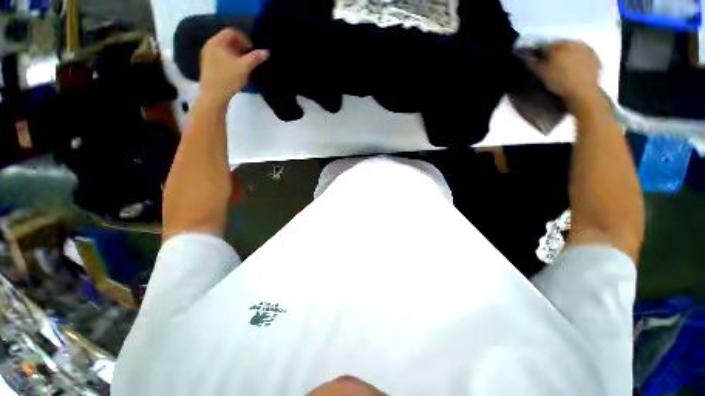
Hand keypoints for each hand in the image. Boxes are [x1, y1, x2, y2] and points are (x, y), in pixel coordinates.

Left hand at [198, 28, 268, 106]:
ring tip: (246, 66)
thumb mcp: (244, 68)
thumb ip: (255, 58)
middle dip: (241, 47)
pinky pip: (221, 57)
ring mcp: (208, 55)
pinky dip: (231, 60)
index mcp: (217, 42)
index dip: (245, 39)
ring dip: (237, 55)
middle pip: (228, 40)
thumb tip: (266, 52)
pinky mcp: (209, 65)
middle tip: (251, 58)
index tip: (253, 51)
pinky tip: (237, 71)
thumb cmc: (228, 79)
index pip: (232, 32)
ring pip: (225, 49)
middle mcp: (210, 45)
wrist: (213, 96)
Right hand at [528, 41, 601, 108]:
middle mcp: (573, 43)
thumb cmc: (560, 82)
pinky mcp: (595, 56)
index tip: (536, 59)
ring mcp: (586, 49)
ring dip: (567, 54)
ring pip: (572, 48)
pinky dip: (578, 59)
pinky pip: (583, 54)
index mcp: (559, 46)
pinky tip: (575, 68)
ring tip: (563, 66)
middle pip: (560, 44)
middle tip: (550, 63)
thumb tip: (528, 58)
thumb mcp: (543, 74)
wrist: (584, 92)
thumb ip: (534, 64)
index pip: (544, 45)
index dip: (538, 52)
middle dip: (554, 52)